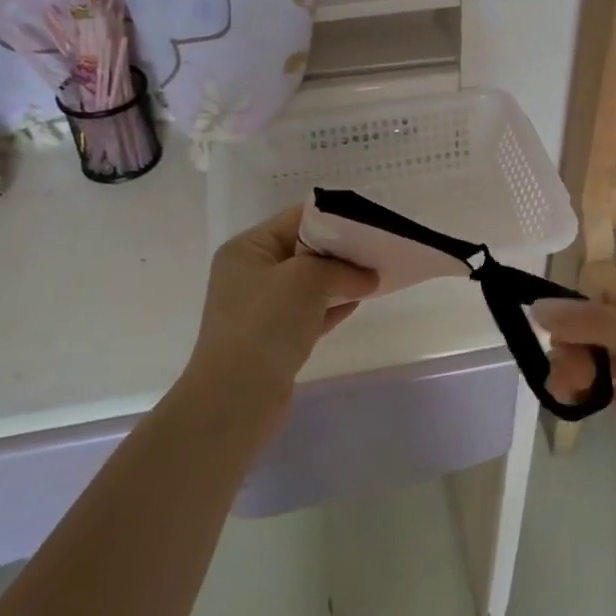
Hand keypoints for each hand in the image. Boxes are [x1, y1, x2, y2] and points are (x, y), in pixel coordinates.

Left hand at [188, 207, 377, 421]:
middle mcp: (251, 274)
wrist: (236, 399)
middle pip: (305, 250)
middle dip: (342, 250)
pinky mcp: (276, 338)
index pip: (297, 219)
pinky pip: (311, 311)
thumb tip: (370, 276)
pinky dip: (334, 305)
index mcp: (248, 249)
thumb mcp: (308, 279)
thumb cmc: (266, 323)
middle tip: (380, 247)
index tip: (372, 219)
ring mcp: (262, 308)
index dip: (335, 217)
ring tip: (378, 272)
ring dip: (341, 279)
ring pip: (310, 283)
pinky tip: (362, 299)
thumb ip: (342, 269)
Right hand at [539, 280, 615, 518]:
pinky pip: (604, 389)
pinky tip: (573, 401)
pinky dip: (586, 392)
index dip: (576, 312)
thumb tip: (538, 307)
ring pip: (596, 359)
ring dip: (574, 369)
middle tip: (565, 371)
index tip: (553, 333)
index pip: (604, 295)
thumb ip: (593, 322)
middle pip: (595, 327)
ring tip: (566, 389)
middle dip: (573, 345)